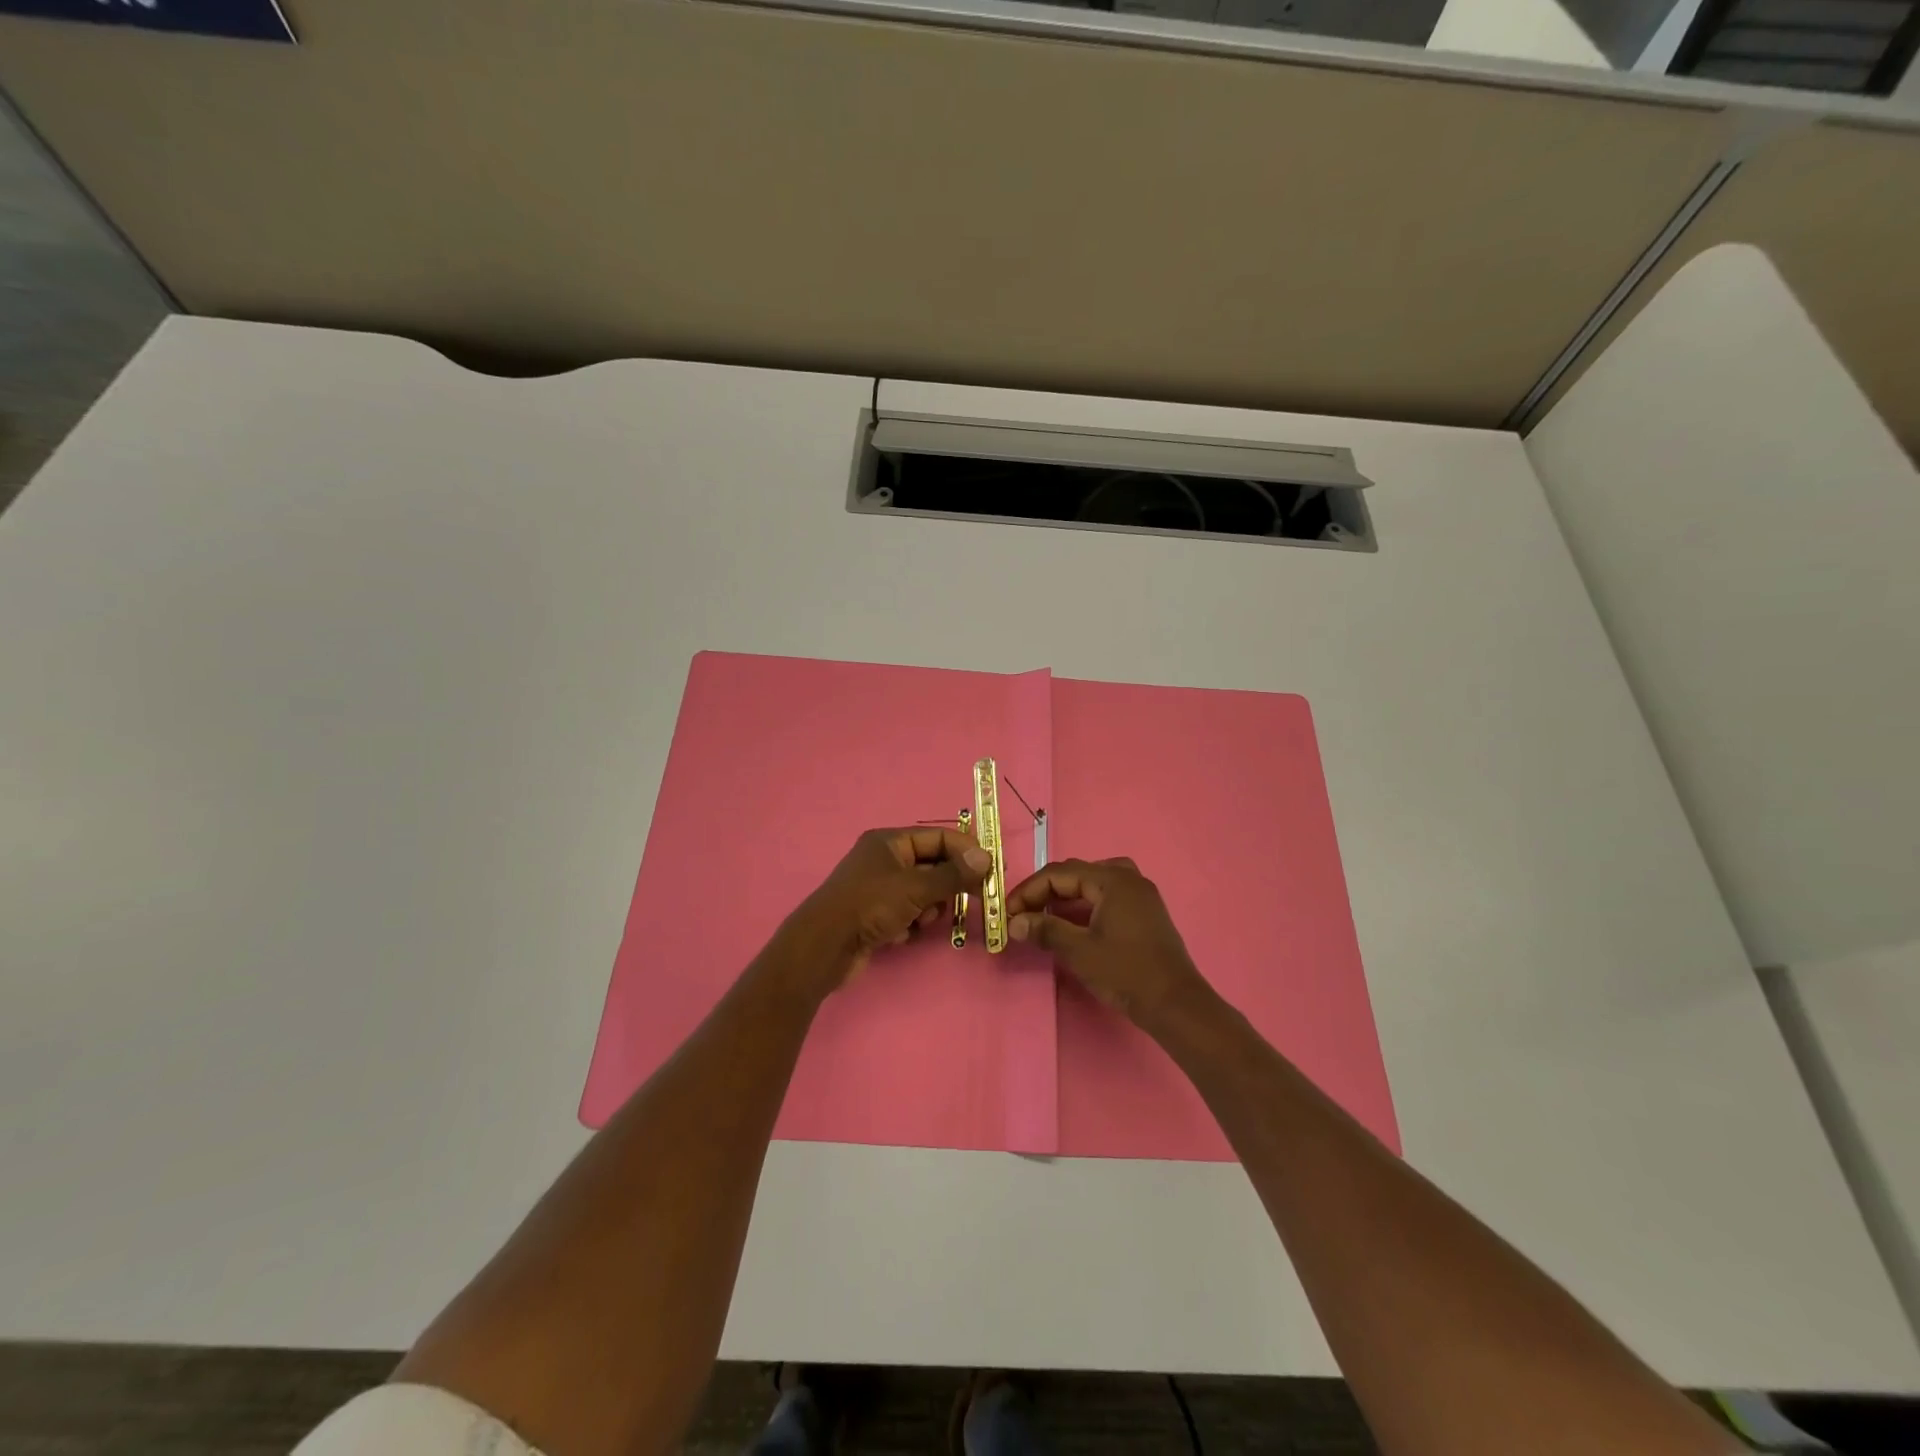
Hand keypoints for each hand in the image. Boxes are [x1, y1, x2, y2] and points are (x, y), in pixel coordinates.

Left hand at [780, 826, 991, 993]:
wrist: (824, 947)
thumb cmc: (870, 906)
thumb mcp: (916, 888)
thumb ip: (953, 875)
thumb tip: (986, 858)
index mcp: (889, 842)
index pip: (938, 837)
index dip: (967, 851)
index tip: (992, 869)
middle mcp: (884, 860)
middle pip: (932, 865)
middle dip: (949, 884)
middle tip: (976, 898)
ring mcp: (878, 889)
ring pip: (922, 893)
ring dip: (930, 908)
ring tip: (923, 920)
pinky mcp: (875, 916)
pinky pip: (907, 913)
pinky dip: (911, 924)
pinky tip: (903, 935)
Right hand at [1006, 857, 1212, 1029]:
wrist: (1175, 1003)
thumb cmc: (1126, 972)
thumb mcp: (1079, 951)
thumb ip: (1045, 930)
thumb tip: (1014, 922)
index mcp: (1113, 880)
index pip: (1060, 873)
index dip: (1029, 890)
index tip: (1008, 912)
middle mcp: (1129, 878)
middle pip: (1077, 874)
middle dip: (1045, 892)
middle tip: (1022, 914)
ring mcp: (1141, 895)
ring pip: (1092, 883)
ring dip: (1065, 897)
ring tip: (1043, 916)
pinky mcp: (1145, 912)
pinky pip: (1107, 896)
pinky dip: (1085, 905)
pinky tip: (1072, 923)